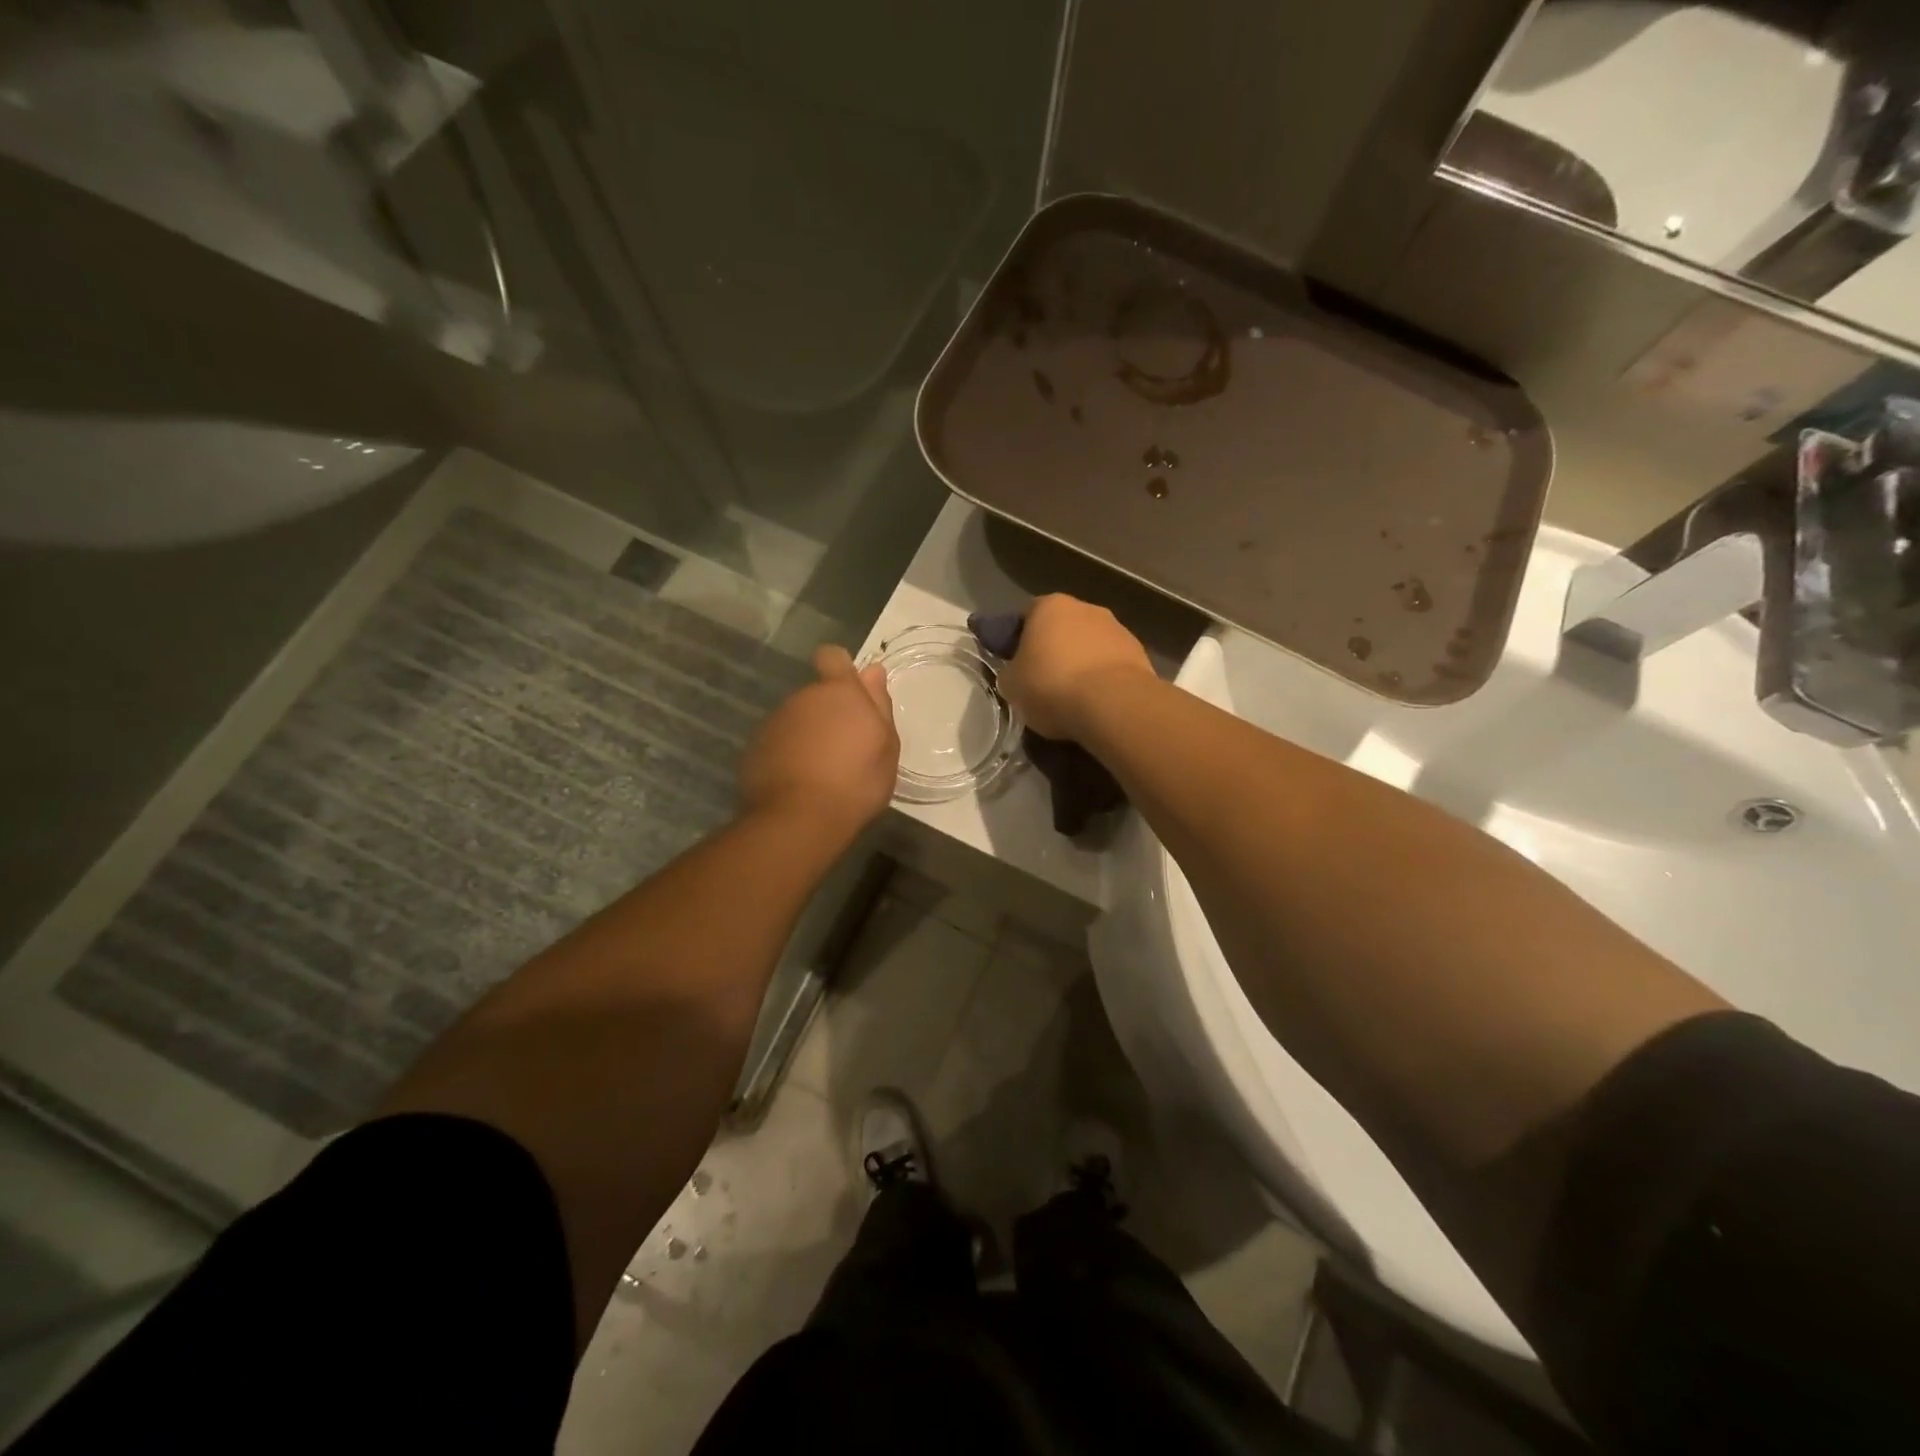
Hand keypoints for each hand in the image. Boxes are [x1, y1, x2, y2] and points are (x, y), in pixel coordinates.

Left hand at [739, 645, 898, 836]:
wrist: (799, 820)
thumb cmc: (856, 782)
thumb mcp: (886, 746)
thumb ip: (878, 704)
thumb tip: (872, 670)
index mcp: (838, 692)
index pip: (832, 657)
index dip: (840, 669)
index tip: (851, 694)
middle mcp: (802, 698)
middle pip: (816, 694)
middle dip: (829, 712)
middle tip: (847, 748)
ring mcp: (774, 723)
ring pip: (796, 720)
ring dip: (808, 735)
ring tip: (823, 771)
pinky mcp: (754, 749)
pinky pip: (778, 743)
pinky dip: (789, 755)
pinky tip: (800, 783)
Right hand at [997, 594, 1154, 740]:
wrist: (1112, 704)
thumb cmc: (1052, 686)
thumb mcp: (1011, 685)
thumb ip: (1011, 673)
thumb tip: (1017, 674)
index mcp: (1049, 606)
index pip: (1027, 616)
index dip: (1019, 640)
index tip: (1017, 664)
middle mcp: (1086, 608)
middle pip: (1063, 628)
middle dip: (1055, 650)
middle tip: (1044, 682)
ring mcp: (1118, 629)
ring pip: (1090, 646)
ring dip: (1082, 664)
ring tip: (1074, 698)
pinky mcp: (1140, 654)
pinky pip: (1112, 665)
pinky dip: (1103, 680)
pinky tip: (1097, 703)